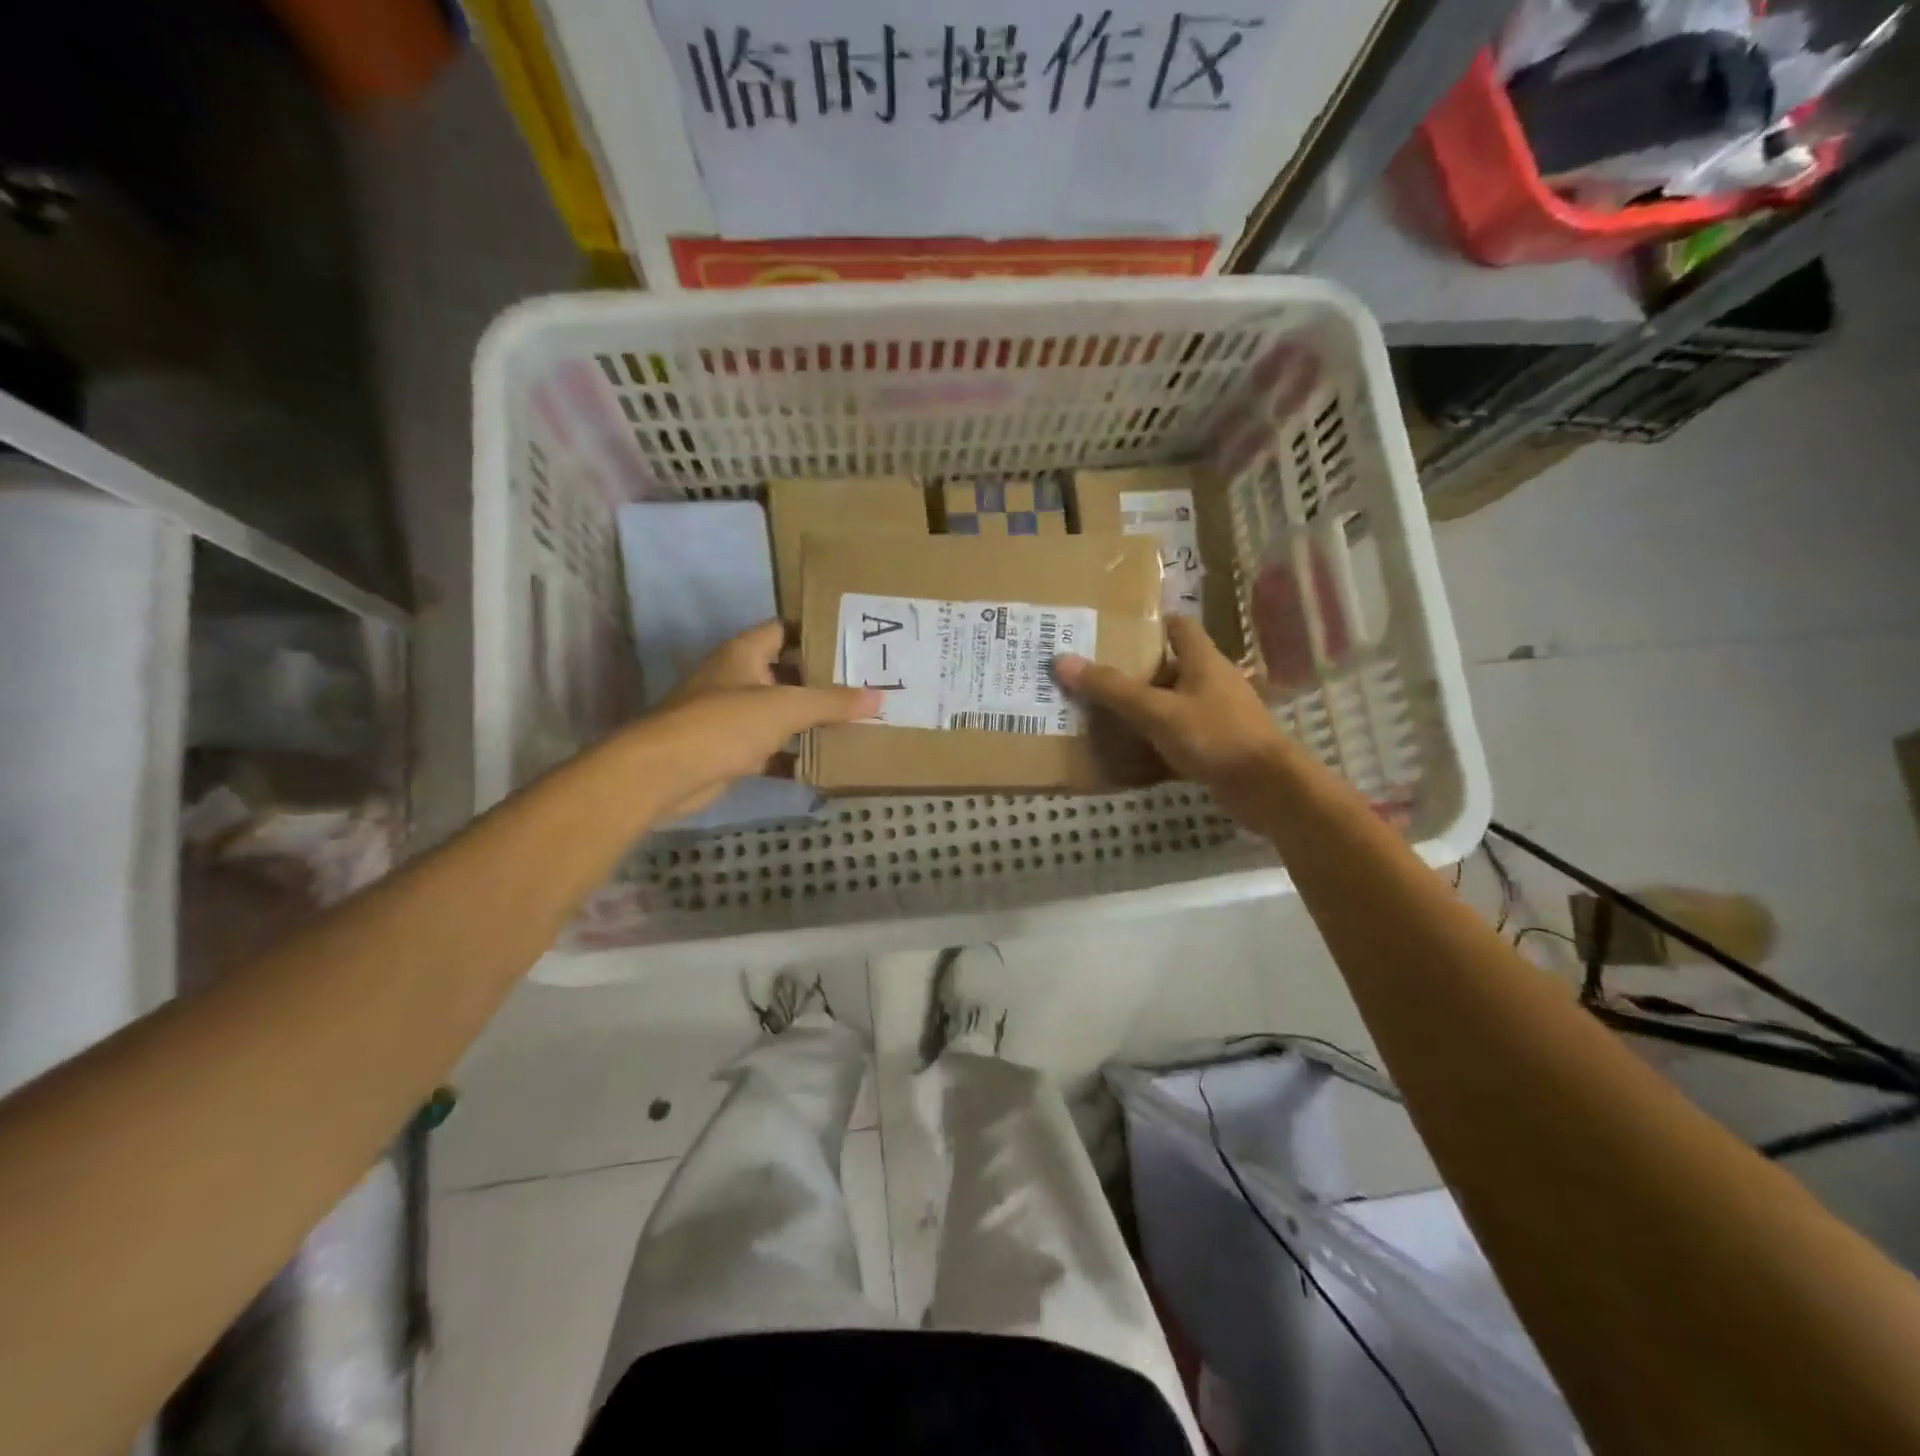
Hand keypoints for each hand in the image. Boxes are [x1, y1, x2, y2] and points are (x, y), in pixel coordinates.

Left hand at [638, 621, 878, 818]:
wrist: (666, 773)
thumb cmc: (725, 723)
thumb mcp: (786, 707)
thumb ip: (832, 702)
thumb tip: (880, 697)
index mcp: (744, 653)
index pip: (784, 629)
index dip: (816, 632)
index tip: (854, 641)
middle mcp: (737, 678)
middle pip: (786, 672)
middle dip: (822, 680)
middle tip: (865, 685)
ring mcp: (732, 716)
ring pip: (780, 712)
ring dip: (810, 720)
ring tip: (856, 722)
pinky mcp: (731, 751)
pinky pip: (771, 748)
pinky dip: (794, 755)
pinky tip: (826, 761)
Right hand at [1054, 617, 1303, 822]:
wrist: (1267, 789)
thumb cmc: (1215, 736)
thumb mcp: (1157, 710)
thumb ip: (1112, 688)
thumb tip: (1062, 660)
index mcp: (1204, 660)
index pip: (1178, 626)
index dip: (1149, 624)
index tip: (1113, 632)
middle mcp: (1213, 681)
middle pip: (1171, 665)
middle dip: (1136, 670)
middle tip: (1094, 675)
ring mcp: (1217, 715)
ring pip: (1173, 703)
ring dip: (1144, 707)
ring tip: (1102, 712)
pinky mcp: (1217, 746)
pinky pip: (1179, 735)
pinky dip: (1156, 740)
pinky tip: (1129, 752)